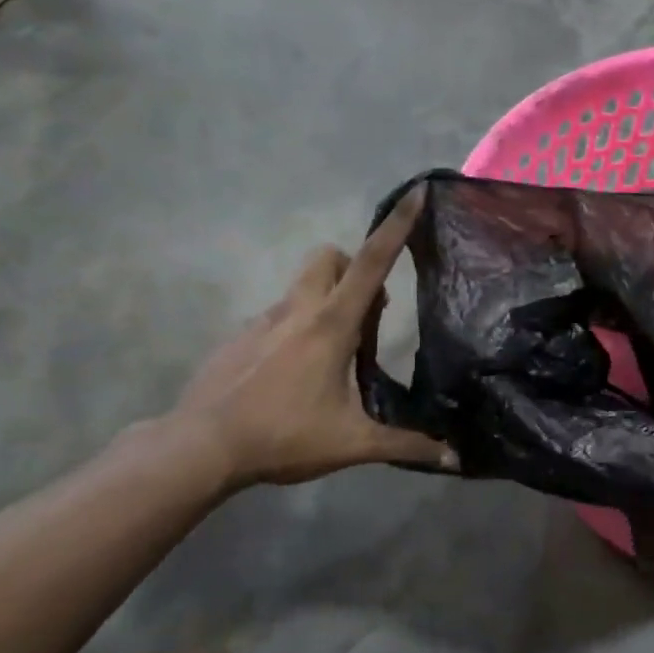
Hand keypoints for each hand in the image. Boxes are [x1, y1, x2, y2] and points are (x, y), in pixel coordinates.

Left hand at [171, 190, 456, 486]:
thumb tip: (455, 459)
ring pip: (304, 286)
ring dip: (328, 301)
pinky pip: (279, 316)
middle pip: (330, 257)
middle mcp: (298, 310)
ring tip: (335, 356)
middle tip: (368, 316)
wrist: (199, 448)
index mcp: (331, 324)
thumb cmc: (282, 436)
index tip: (416, 193)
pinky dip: (297, 328)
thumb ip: (406, 445)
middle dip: (355, 269)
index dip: (397, 226)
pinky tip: (295, 375)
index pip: (372, 262)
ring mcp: (264, 321)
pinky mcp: (240, 338)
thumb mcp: (353, 444)